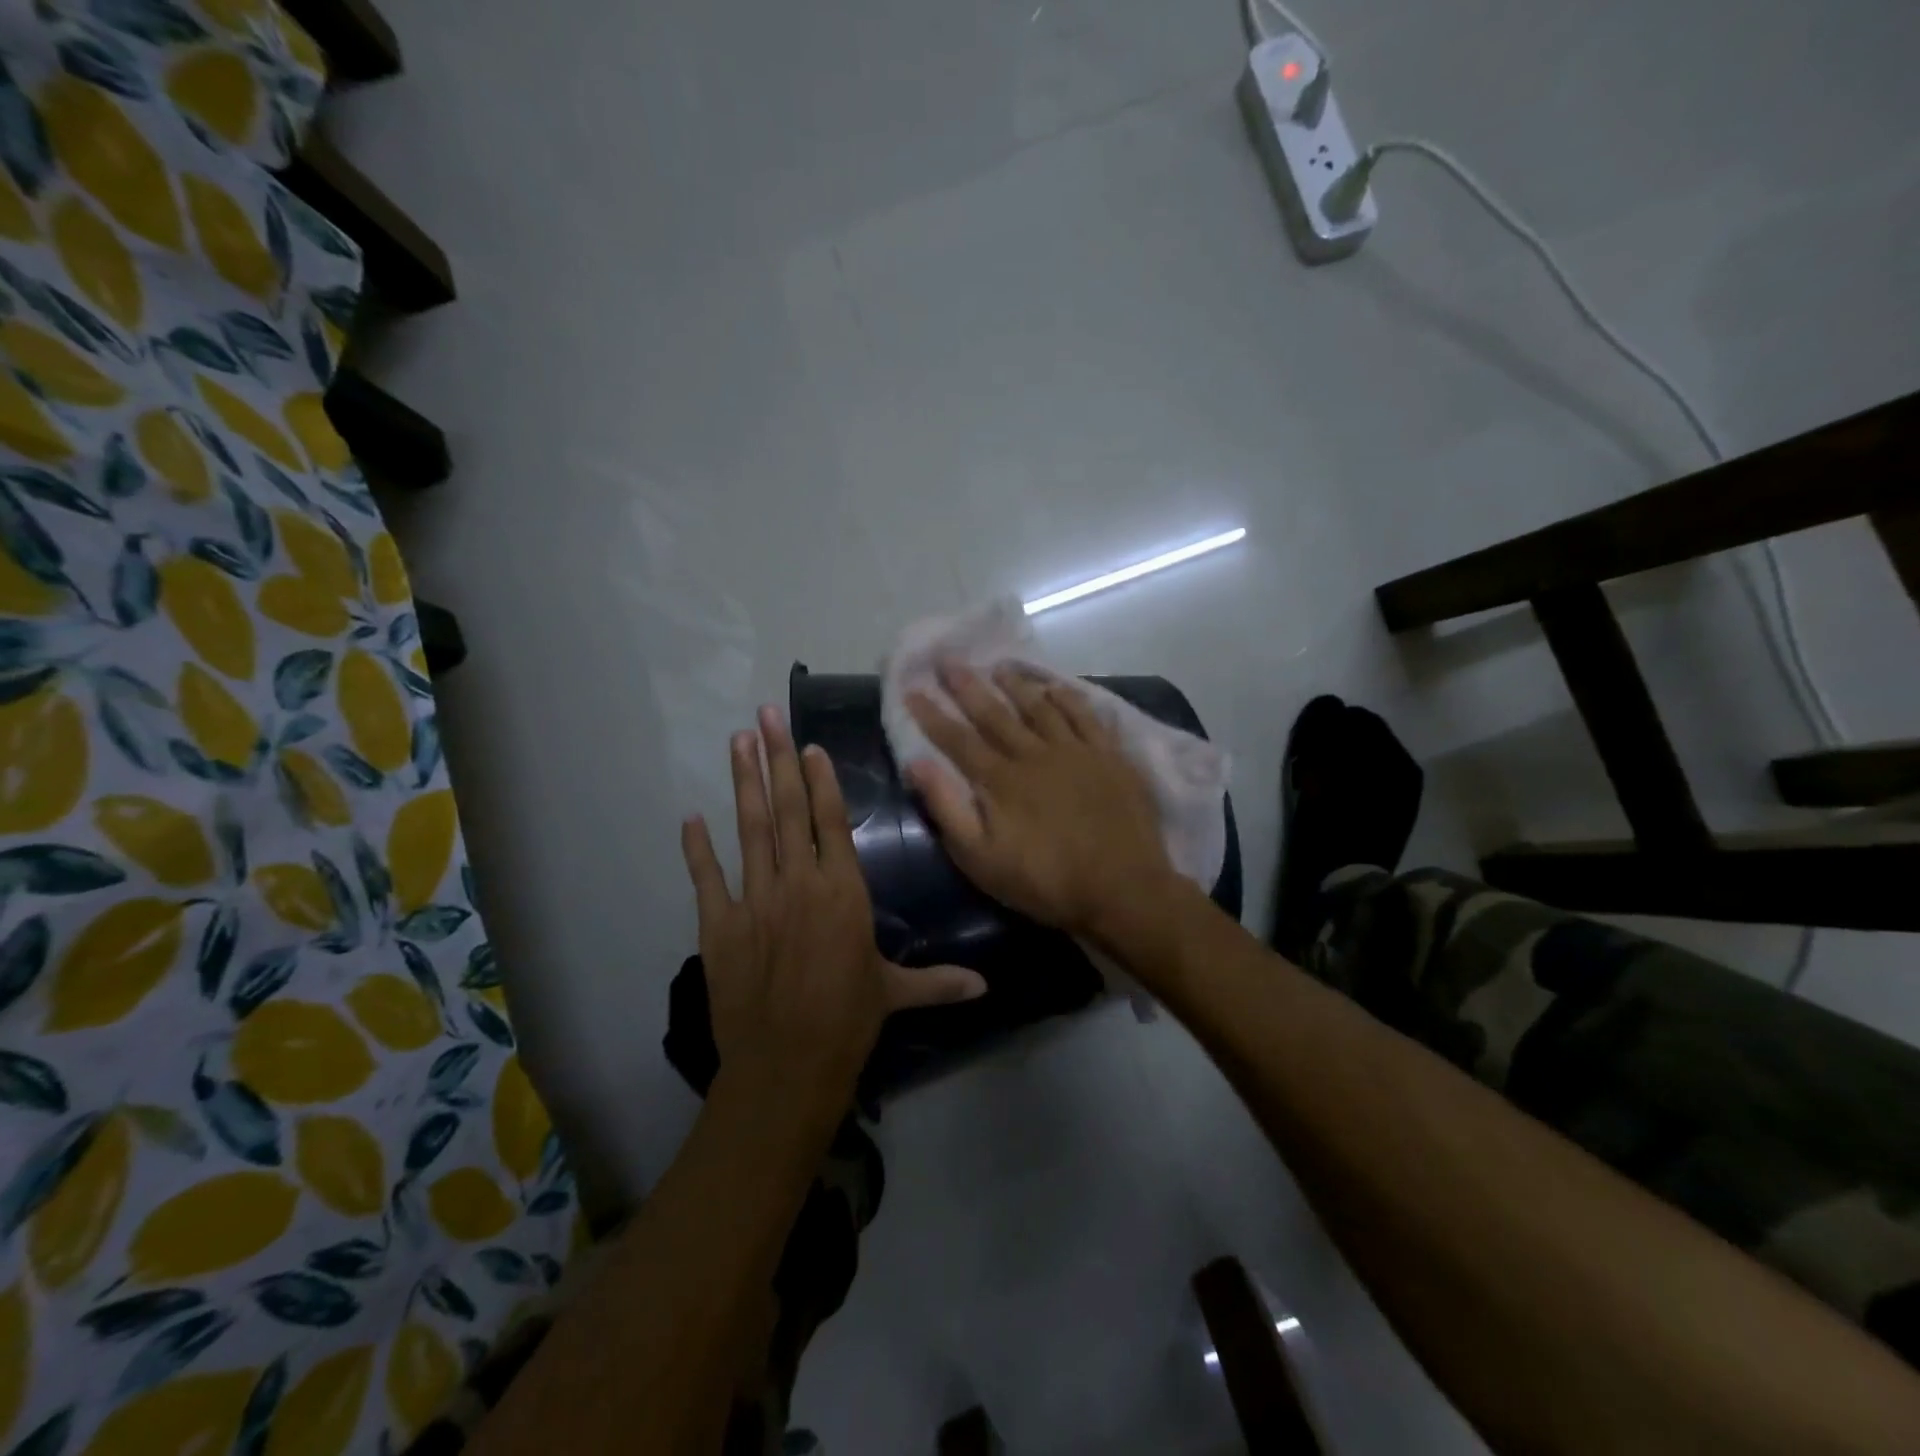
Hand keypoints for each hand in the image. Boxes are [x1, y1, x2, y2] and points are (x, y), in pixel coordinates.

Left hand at [681, 706, 986, 1112]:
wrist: (786, 1067)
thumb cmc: (847, 1023)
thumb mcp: (895, 994)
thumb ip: (938, 982)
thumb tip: (987, 988)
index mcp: (843, 891)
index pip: (829, 821)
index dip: (819, 779)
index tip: (810, 745)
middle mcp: (798, 882)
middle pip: (786, 809)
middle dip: (777, 759)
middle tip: (766, 715)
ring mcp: (754, 900)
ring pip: (749, 829)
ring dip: (743, 783)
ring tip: (737, 741)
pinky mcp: (719, 926)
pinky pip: (706, 878)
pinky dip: (697, 848)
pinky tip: (691, 818)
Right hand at [905, 662, 1176, 943]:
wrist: (1122, 889)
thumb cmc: (1046, 881)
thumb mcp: (982, 859)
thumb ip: (948, 809)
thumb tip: (918, 764)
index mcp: (1001, 780)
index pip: (958, 739)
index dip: (933, 714)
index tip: (913, 689)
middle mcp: (1034, 754)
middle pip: (995, 713)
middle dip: (968, 686)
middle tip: (948, 660)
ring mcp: (1075, 751)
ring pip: (1039, 707)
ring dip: (1016, 684)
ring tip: (998, 666)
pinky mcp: (1109, 756)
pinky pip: (1085, 716)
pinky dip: (1069, 698)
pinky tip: (1057, 687)